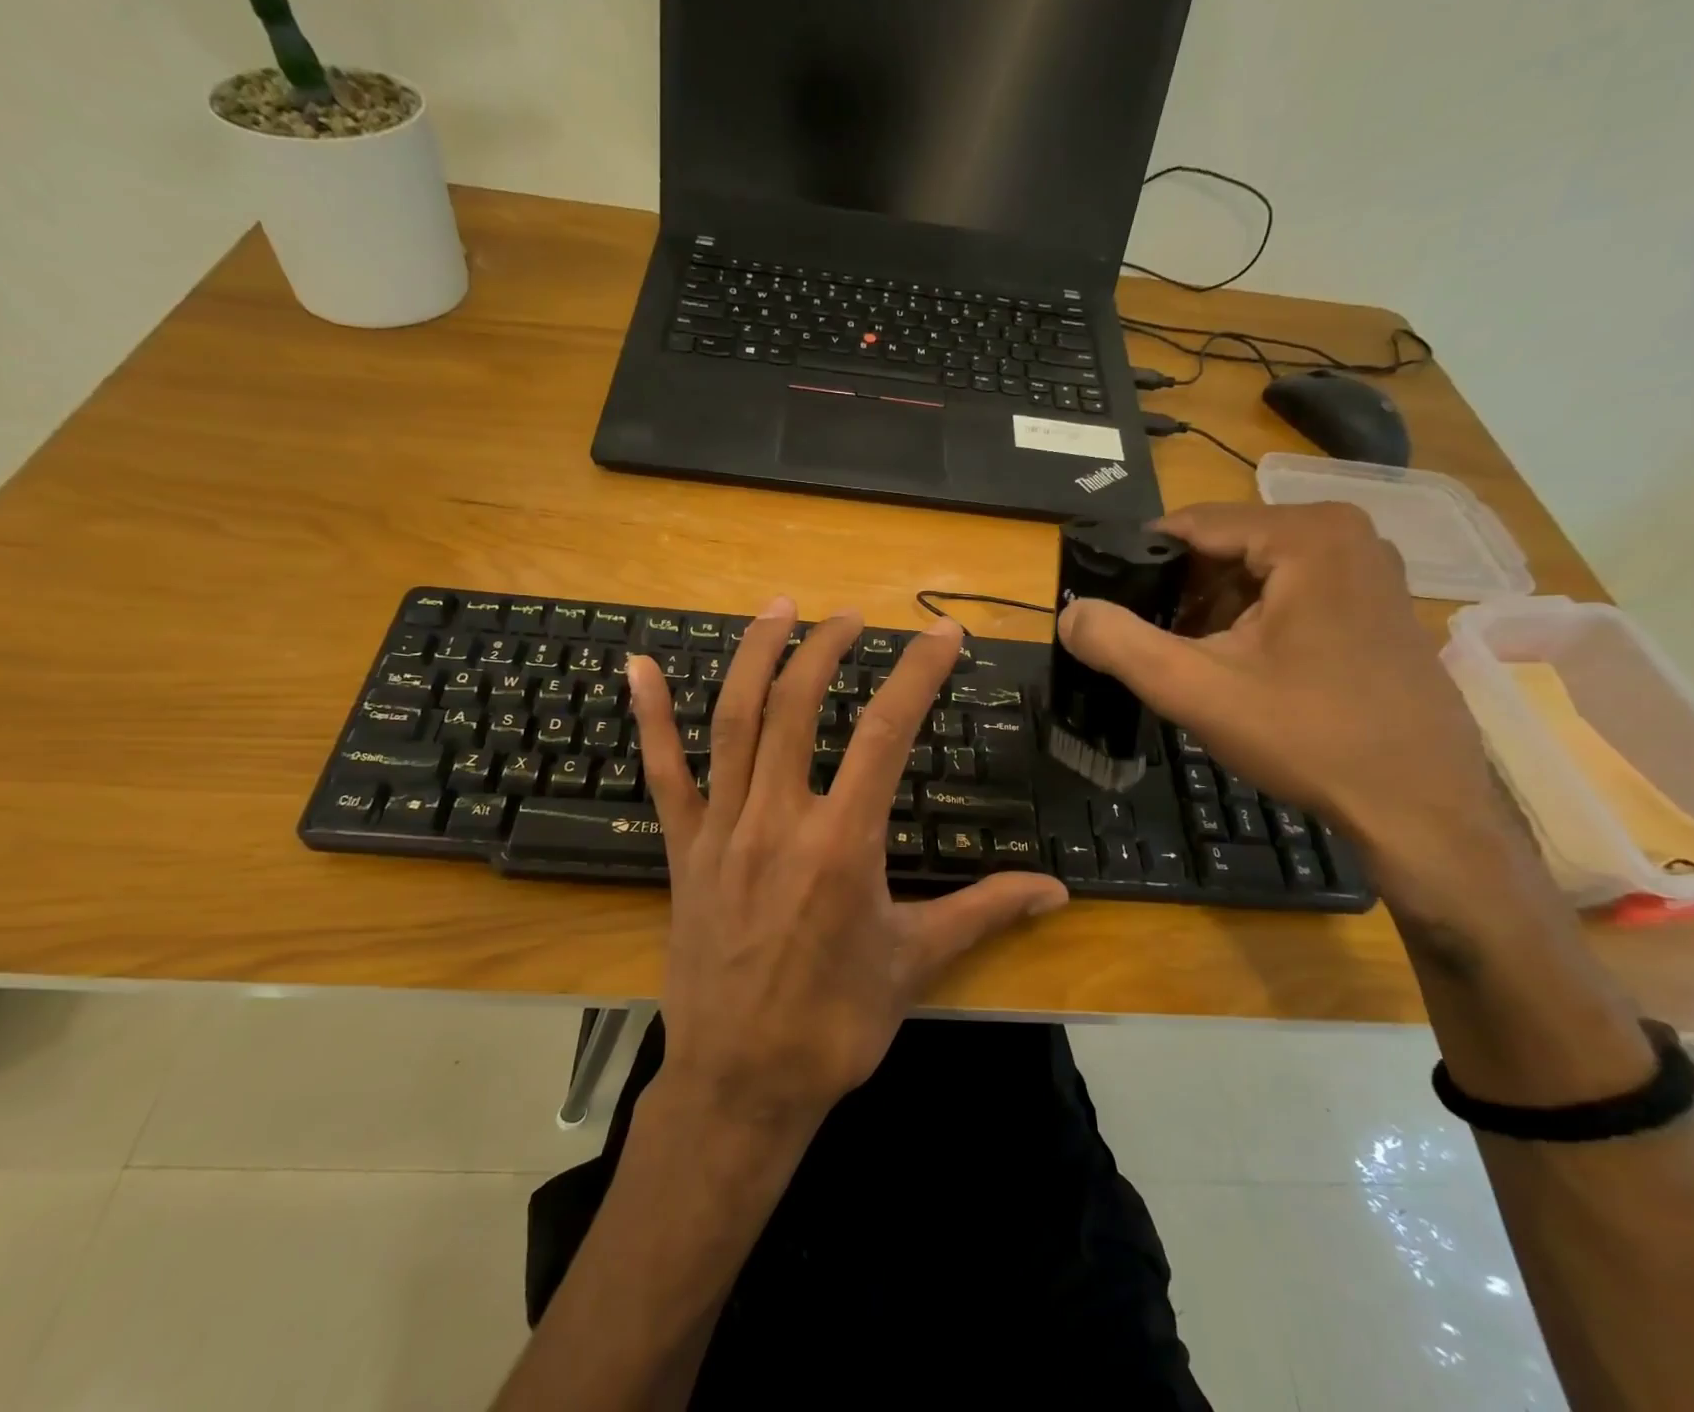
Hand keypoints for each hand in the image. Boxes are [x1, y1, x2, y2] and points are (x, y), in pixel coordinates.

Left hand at [626, 601, 1067, 1130]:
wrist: (742, 1083)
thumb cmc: (835, 1024)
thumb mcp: (918, 963)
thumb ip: (986, 913)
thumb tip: (1056, 892)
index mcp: (844, 843)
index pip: (887, 732)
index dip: (918, 673)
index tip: (943, 636)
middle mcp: (780, 820)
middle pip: (797, 706)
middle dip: (826, 648)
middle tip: (850, 616)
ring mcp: (723, 830)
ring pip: (733, 722)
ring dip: (755, 656)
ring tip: (778, 609)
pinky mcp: (684, 850)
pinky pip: (663, 773)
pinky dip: (649, 716)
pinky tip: (637, 666)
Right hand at [1056, 502, 1525, 921]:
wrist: (1419, 805)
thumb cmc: (1307, 736)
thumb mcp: (1194, 688)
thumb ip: (1119, 643)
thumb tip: (1067, 614)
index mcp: (1307, 535)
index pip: (1192, 524)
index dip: (1137, 562)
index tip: (1104, 603)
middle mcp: (1346, 535)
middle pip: (1225, 548)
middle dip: (1176, 593)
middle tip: (1143, 644)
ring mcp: (1369, 570)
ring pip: (1255, 572)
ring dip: (1209, 611)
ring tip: (1183, 662)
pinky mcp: (1376, 605)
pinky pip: (1290, 593)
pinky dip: (1249, 622)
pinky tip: (1234, 669)